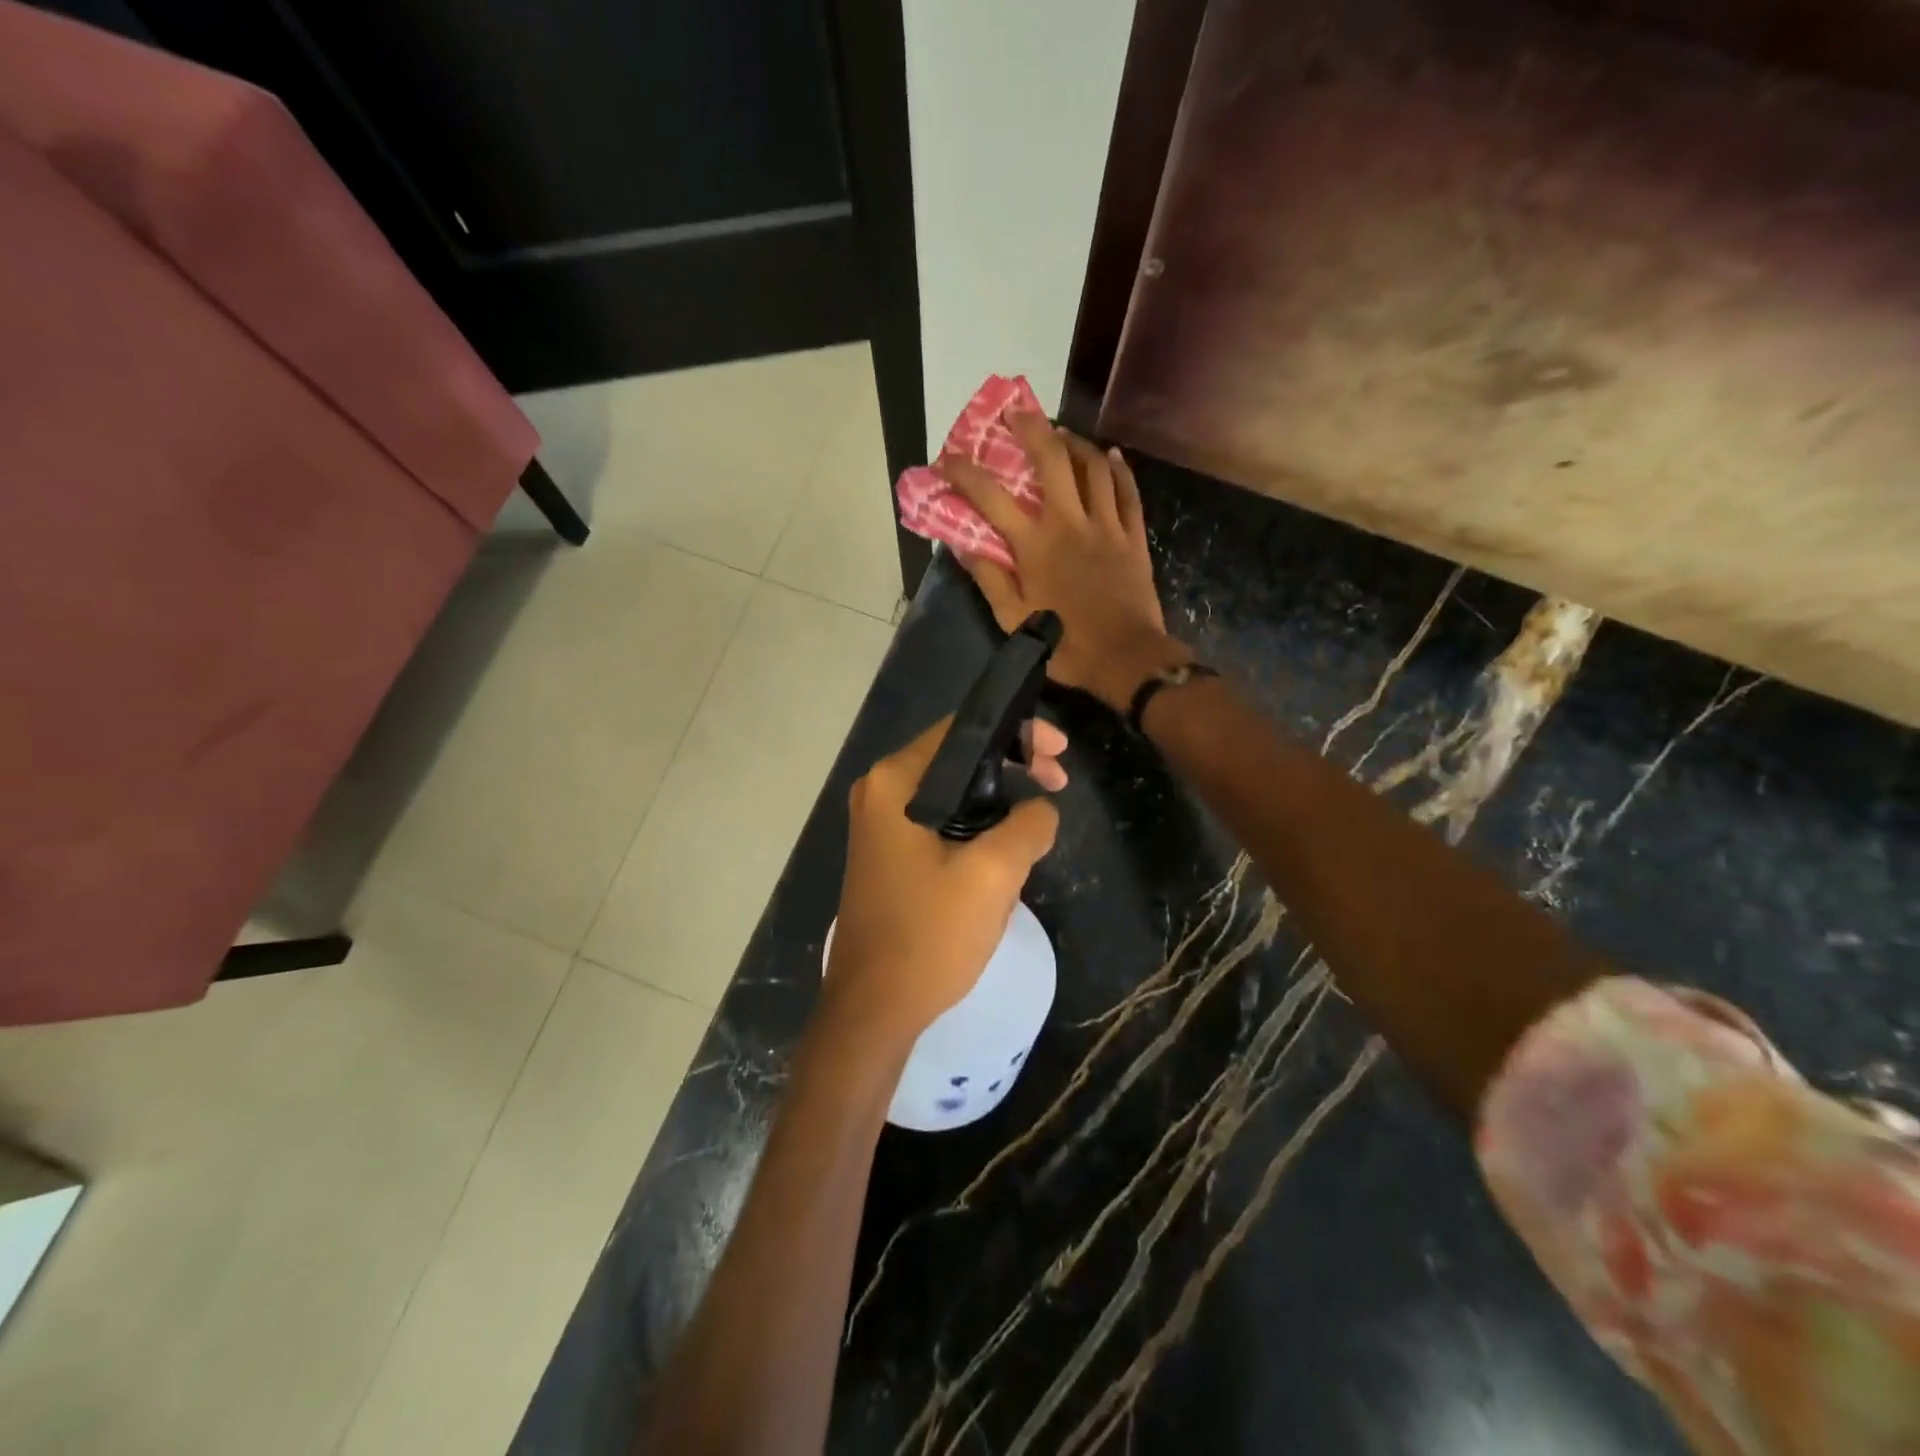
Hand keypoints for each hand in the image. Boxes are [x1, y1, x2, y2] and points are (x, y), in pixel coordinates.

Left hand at [825, 715, 1066, 1044]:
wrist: (873, 1010)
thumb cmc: (928, 936)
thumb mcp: (994, 875)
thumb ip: (1029, 825)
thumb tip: (1040, 809)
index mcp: (894, 782)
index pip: (961, 730)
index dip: (1017, 732)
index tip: (1059, 752)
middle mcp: (880, 792)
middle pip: (957, 758)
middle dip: (1012, 764)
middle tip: (1059, 781)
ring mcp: (881, 826)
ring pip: (951, 792)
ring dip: (997, 798)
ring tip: (1039, 817)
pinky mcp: (889, 855)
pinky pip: (939, 821)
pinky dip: (976, 824)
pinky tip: (1007, 846)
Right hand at [937, 412, 1187, 710]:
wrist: (1125, 658)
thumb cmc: (1065, 644)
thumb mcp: (1013, 621)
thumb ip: (989, 579)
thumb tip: (963, 546)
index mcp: (1035, 545)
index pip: (991, 498)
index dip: (966, 473)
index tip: (948, 459)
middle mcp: (1070, 522)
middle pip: (1051, 460)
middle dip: (1030, 428)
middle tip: (1015, 413)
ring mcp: (1106, 525)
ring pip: (1093, 467)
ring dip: (1075, 442)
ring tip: (1060, 432)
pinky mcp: (1133, 536)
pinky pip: (1128, 492)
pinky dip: (1119, 469)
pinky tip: (1111, 455)